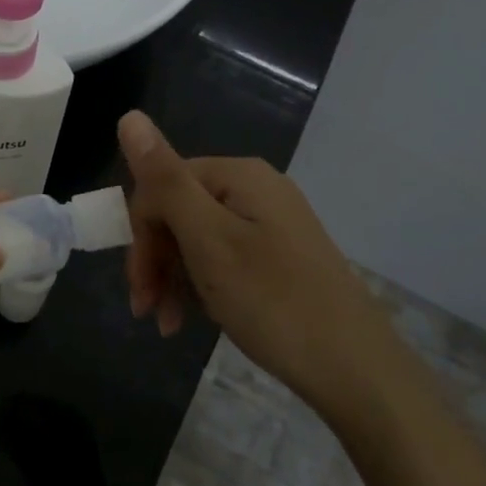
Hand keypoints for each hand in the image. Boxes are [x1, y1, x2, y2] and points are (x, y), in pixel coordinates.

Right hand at [118, 110, 394, 418]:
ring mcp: (271, 223)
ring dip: (172, 277)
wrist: (356, 370)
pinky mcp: (280, 256)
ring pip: (197, 239)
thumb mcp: (208, 239)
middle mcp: (256, 189)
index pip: (162, 186)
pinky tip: (193, 319)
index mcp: (238, 175)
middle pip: (178, 212)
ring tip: (167, 325)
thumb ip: (165, 179)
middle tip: (146, 309)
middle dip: (155, 259)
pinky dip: (200, 285)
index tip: (137, 286)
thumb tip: (129, 115)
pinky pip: (223, 258)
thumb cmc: (272, 301)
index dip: (141, 234)